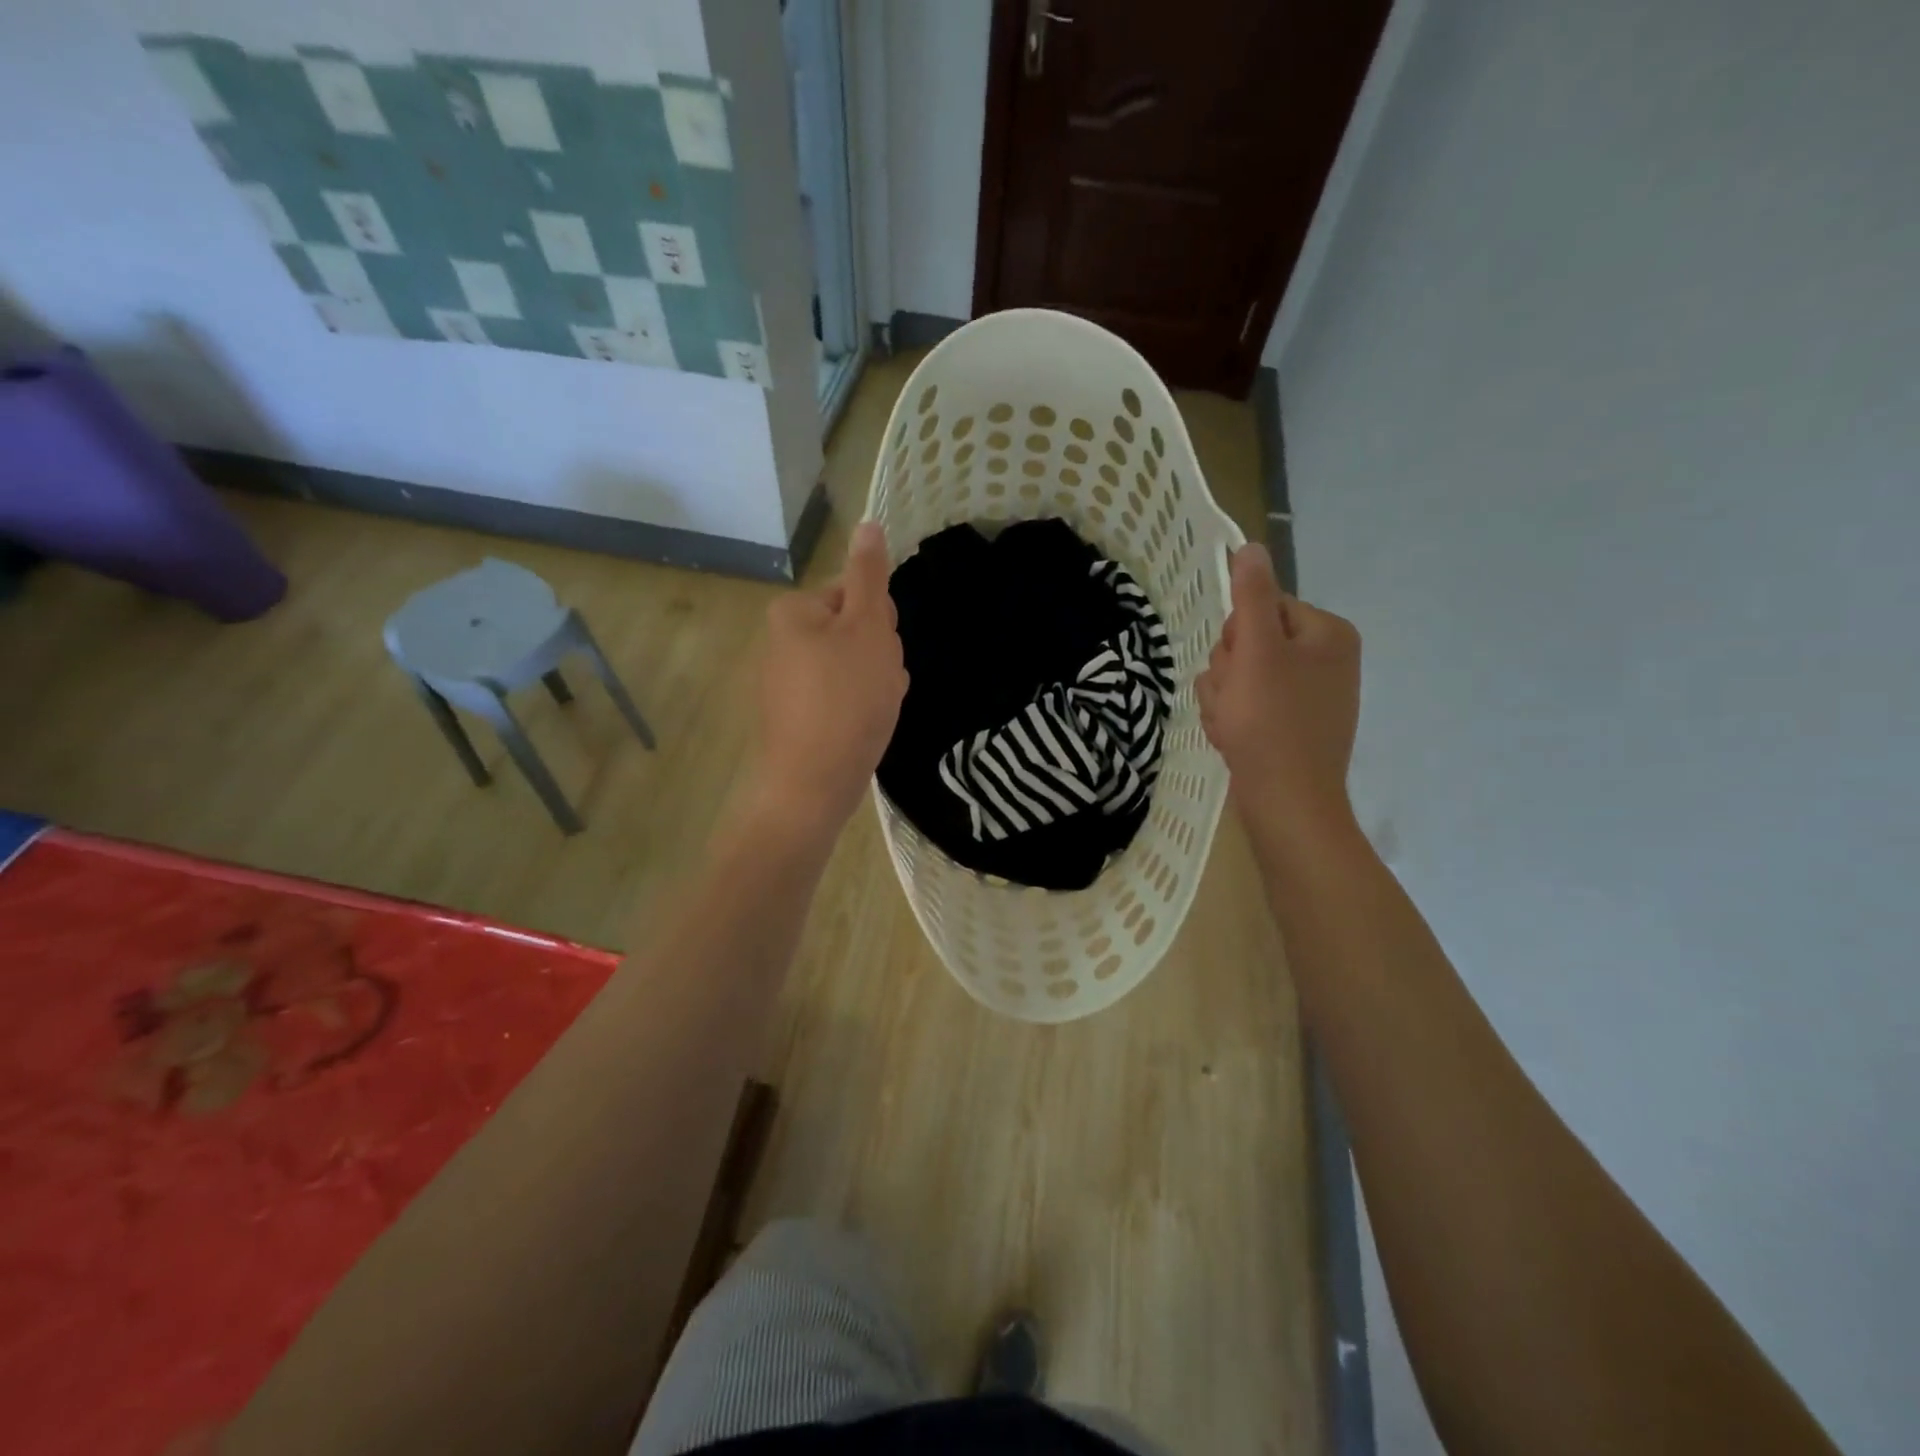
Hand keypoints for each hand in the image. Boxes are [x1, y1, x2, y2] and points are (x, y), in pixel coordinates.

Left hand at [748, 521, 907, 843]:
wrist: (812, 785)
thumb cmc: (846, 699)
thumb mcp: (867, 627)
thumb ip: (869, 575)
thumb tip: (867, 524)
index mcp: (793, 612)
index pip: (855, 594)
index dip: (881, 621)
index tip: (884, 650)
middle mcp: (782, 642)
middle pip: (853, 631)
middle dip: (879, 654)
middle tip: (883, 683)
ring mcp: (786, 683)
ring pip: (852, 668)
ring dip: (876, 683)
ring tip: (876, 710)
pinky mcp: (795, 718)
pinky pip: (839, 698)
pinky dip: (858, 708)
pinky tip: (865, 727)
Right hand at [1196, 545, 1361, 849]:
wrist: (1287, 805)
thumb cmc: (1271, 724)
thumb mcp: (1257, 652)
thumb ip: (1252, 597)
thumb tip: (1251, 546)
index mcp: (1326, 633)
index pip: (1259, 608)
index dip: (1237, 639)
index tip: (1240, 670)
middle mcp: (1324, 659)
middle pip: (1247, 642)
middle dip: (1227, 673)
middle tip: (1234, 703)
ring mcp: (1308, 695)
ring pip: (1239, 676)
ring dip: (1222, 699)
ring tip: (1232, 726)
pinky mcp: (1291, 725)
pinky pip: (1247, 706)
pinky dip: (1232, 720)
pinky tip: (1235, 740)